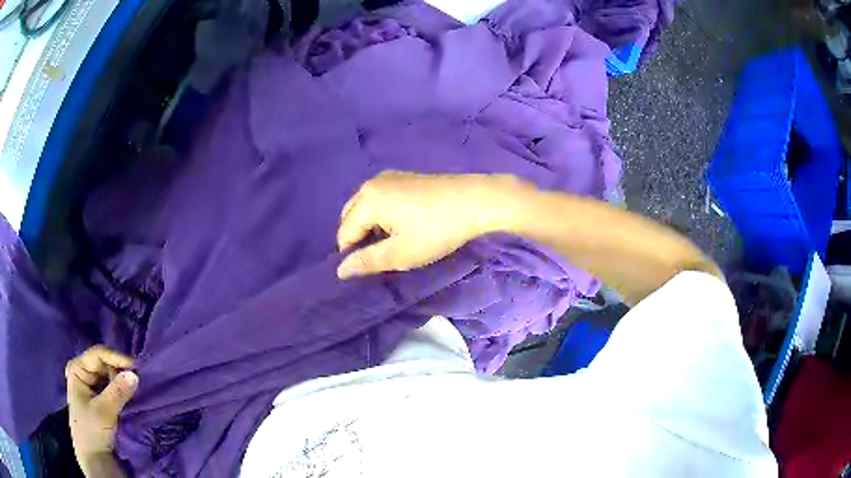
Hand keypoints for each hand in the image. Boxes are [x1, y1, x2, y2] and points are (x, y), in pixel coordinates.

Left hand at [66, 346, 137, 466]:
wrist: (93, 457)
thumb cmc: (92, 430)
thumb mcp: (104, 411)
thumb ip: (118, 392)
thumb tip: (135, 374)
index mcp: (77, 369)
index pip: (98, 354)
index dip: (116, 358)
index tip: (136, 367)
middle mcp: (82, 372)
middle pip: (104, 364)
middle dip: (119, 371)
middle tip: (136, 382)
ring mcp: (90, 386)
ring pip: (109, 376)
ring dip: (121, 382)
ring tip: (134, 390)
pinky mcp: (99, 398)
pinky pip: (111, 387)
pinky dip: (120, 390)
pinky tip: (129, 395)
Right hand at [337, 171, 529, 277]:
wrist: (476, 201)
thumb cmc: (438, 230)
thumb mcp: (401, 254)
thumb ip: (368, 262)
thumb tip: (340, 270)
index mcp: (367, 200)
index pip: (344, 233)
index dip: (352, 255)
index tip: (371, 269)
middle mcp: (371, 183)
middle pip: (350, 217)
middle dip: (359, 239)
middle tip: (382, 257)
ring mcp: (388, 177)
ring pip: (365, 207)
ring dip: (370, 227)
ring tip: (393, 243)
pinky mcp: (403, 176)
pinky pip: (379, 198)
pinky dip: (381, 214)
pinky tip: (403, 225)